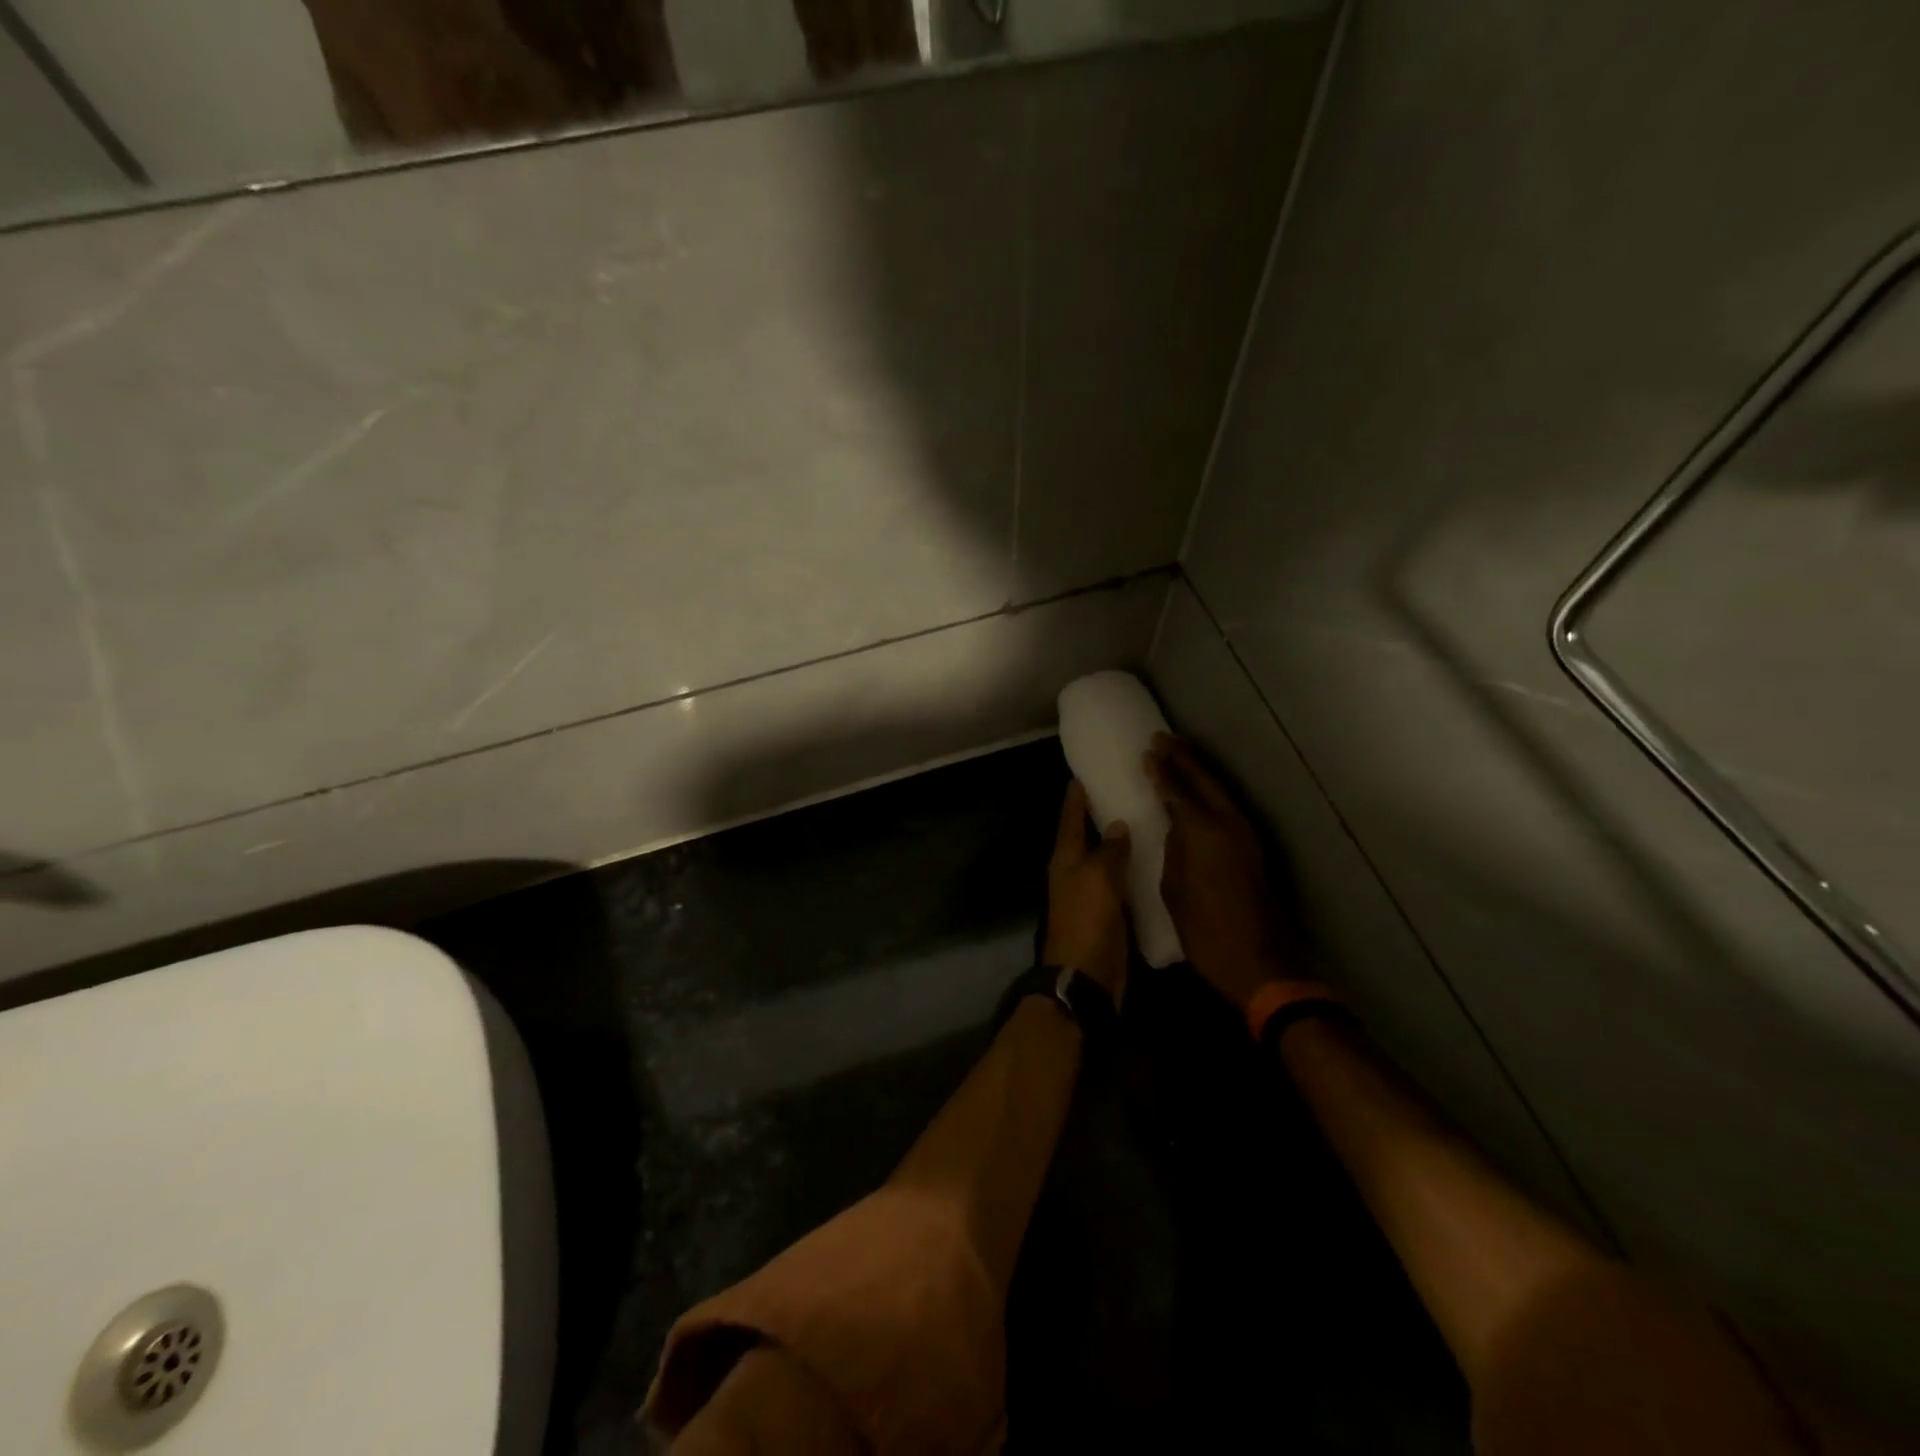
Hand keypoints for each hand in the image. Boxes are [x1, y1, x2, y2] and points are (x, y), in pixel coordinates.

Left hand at [1043, 780, 1131, 1004]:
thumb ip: (1109, 850)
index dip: (1075, 797)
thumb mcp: (1098, 878)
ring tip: (1143, 818)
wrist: (1086, 976)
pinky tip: (1151, 859)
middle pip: (1086, 837)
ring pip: (1105, 859)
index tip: (1082, 774)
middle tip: (1124, 790)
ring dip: (1118, 842)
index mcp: (1065, 859)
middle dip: (1100, 815)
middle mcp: (1074, 872)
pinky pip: (1119, 882)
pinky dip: (1131, 869)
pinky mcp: (1108, 912)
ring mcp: (1090, 893)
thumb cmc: (1087, 921)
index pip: (1069, 819)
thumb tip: (1116, 824)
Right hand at [1145, 733, 1294, 1011]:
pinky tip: (1199, 791)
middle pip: (1205, 782)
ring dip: (1200, 771)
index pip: (1177, 792)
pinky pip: (1228, 808)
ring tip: (1179, 754)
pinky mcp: (1252, 849)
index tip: (1147, 753)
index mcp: (1204, 834)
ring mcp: (1246, 836)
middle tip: (1162, 738)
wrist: (1259, 963)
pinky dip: (1211, 792)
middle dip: (1183, 759)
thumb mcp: (1175, 890)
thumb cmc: (1206, 931)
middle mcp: (1229, 826)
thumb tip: (1175, 827)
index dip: (1161, 772)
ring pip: (1220, 792)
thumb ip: (1174, 850)